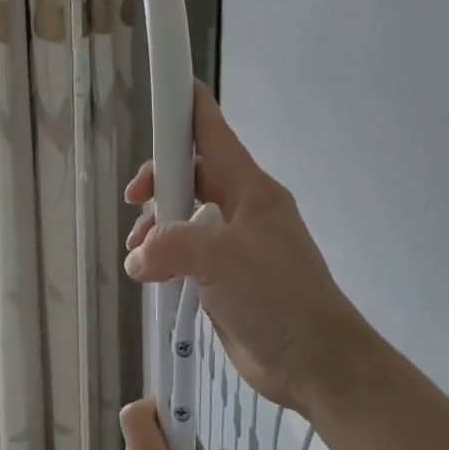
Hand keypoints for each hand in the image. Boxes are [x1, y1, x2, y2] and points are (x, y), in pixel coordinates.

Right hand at [124, 83, 365, 413]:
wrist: (314, 359)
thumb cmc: (278, 295)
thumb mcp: (222, 258)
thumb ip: (172, 245)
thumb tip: (138, 258)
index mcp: (250, 190)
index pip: (214, 134)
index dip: (188, 107)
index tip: (161, 90)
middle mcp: (242, 210)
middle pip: (191, 175)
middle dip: (159, 183)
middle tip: (134, 203)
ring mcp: (235, 247)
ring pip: (185, 218)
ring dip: (156, 229)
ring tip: (140, 257)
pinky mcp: (226, 281)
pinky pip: (187, 256)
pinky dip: (164, 260)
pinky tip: (150, 278)